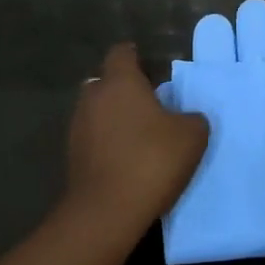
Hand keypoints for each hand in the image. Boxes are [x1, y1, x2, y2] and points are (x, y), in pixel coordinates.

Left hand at [64, 43, 209, 246]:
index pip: (121, 53)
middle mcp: (93, 97)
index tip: (150, 67)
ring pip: (97, 110)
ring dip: (113, 117)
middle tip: (148, 104)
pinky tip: (125, 158)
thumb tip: (186, 117)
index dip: (135, 57)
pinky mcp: (71, 156)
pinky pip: (92, 137)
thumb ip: (192, 117)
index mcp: (120, 81)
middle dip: (123, 88)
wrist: (107, 211)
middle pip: (105, 81)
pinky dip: (106, 141)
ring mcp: (77, 127)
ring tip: (138, 134)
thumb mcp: (192, 136)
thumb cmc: (151, 160)